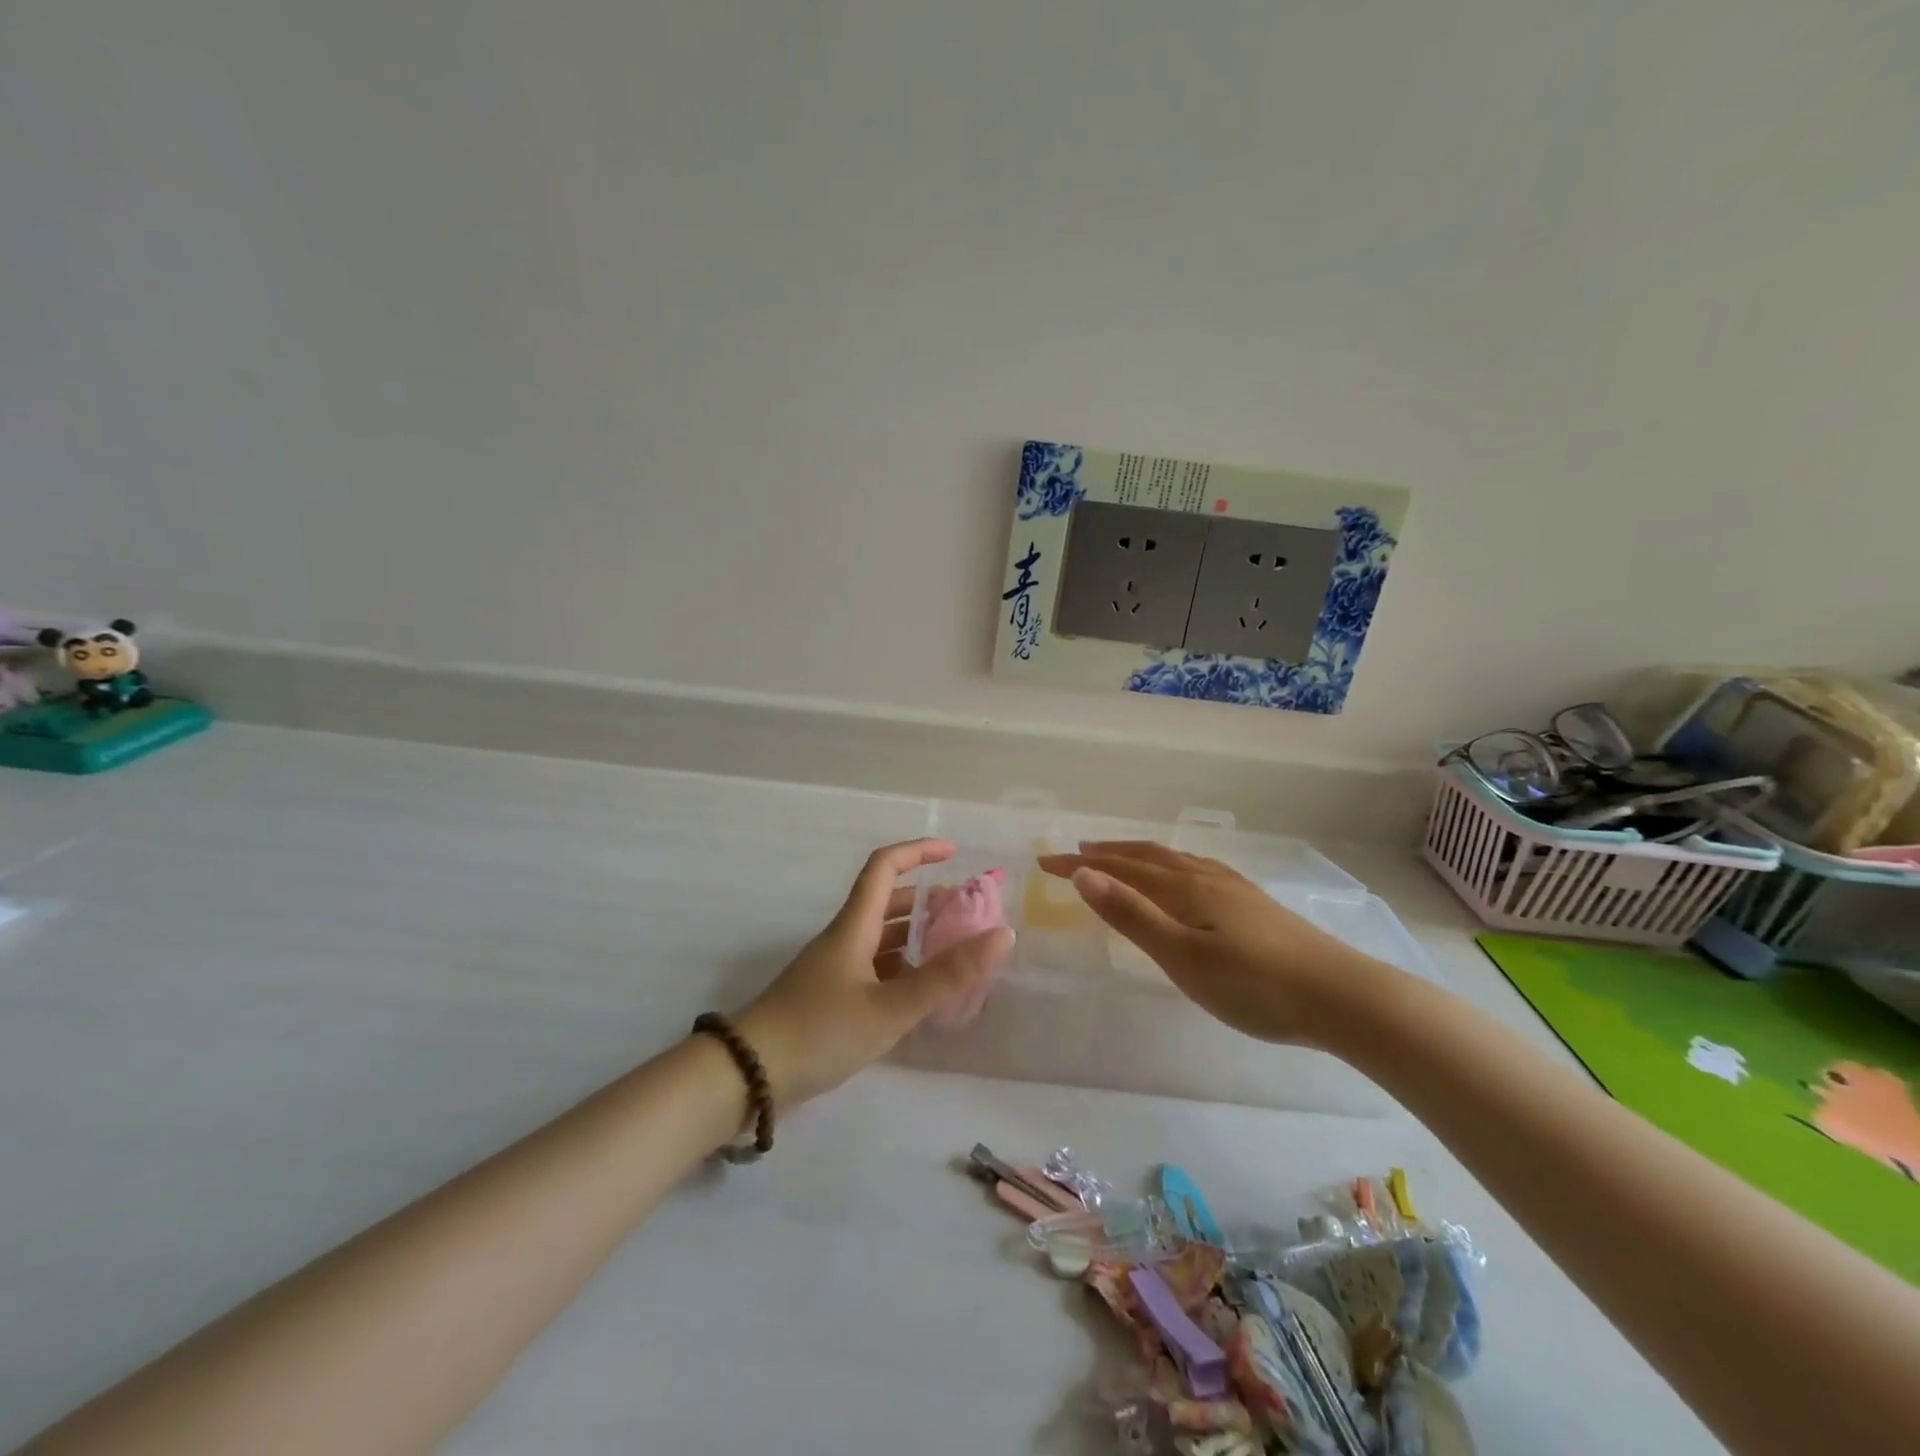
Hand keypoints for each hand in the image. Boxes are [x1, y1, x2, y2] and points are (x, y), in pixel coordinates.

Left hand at [735, 839, 1014, 1107]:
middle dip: (929, 902)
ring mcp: (835, 970)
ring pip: (882, 939)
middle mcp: (844, 939)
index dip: (918, 852)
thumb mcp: (890, 1007)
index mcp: (854, 926)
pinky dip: (903, 970)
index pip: (884, 867)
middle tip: (969, 917)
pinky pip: (875, 970)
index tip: (954, 853)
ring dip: (918, 937)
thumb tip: (1003, 935)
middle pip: (888, 903)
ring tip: (957, 953)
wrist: (748, 1076)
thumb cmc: (820, 1030)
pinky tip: (925, 994)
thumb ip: (947, 976)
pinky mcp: (831, 999)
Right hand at [1037, 842, 1389, 1046]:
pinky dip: (1172, 865)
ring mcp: (1234, 888)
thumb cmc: (1254, 985)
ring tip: (1119, 857)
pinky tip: (1185, 878)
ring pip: (1174, 860)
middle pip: (1147, 856)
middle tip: (1074, 852)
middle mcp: (1205, 877)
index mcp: (1184, 888)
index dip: (1080, 864)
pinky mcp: (1254, 904)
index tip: (1044, 862)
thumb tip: (1084, 874)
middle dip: (1106, 853)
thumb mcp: (1182, 956)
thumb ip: (1132, 914)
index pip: (1120, 868)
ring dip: (1138, 856)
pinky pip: (1198, 869)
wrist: (1342, 997)